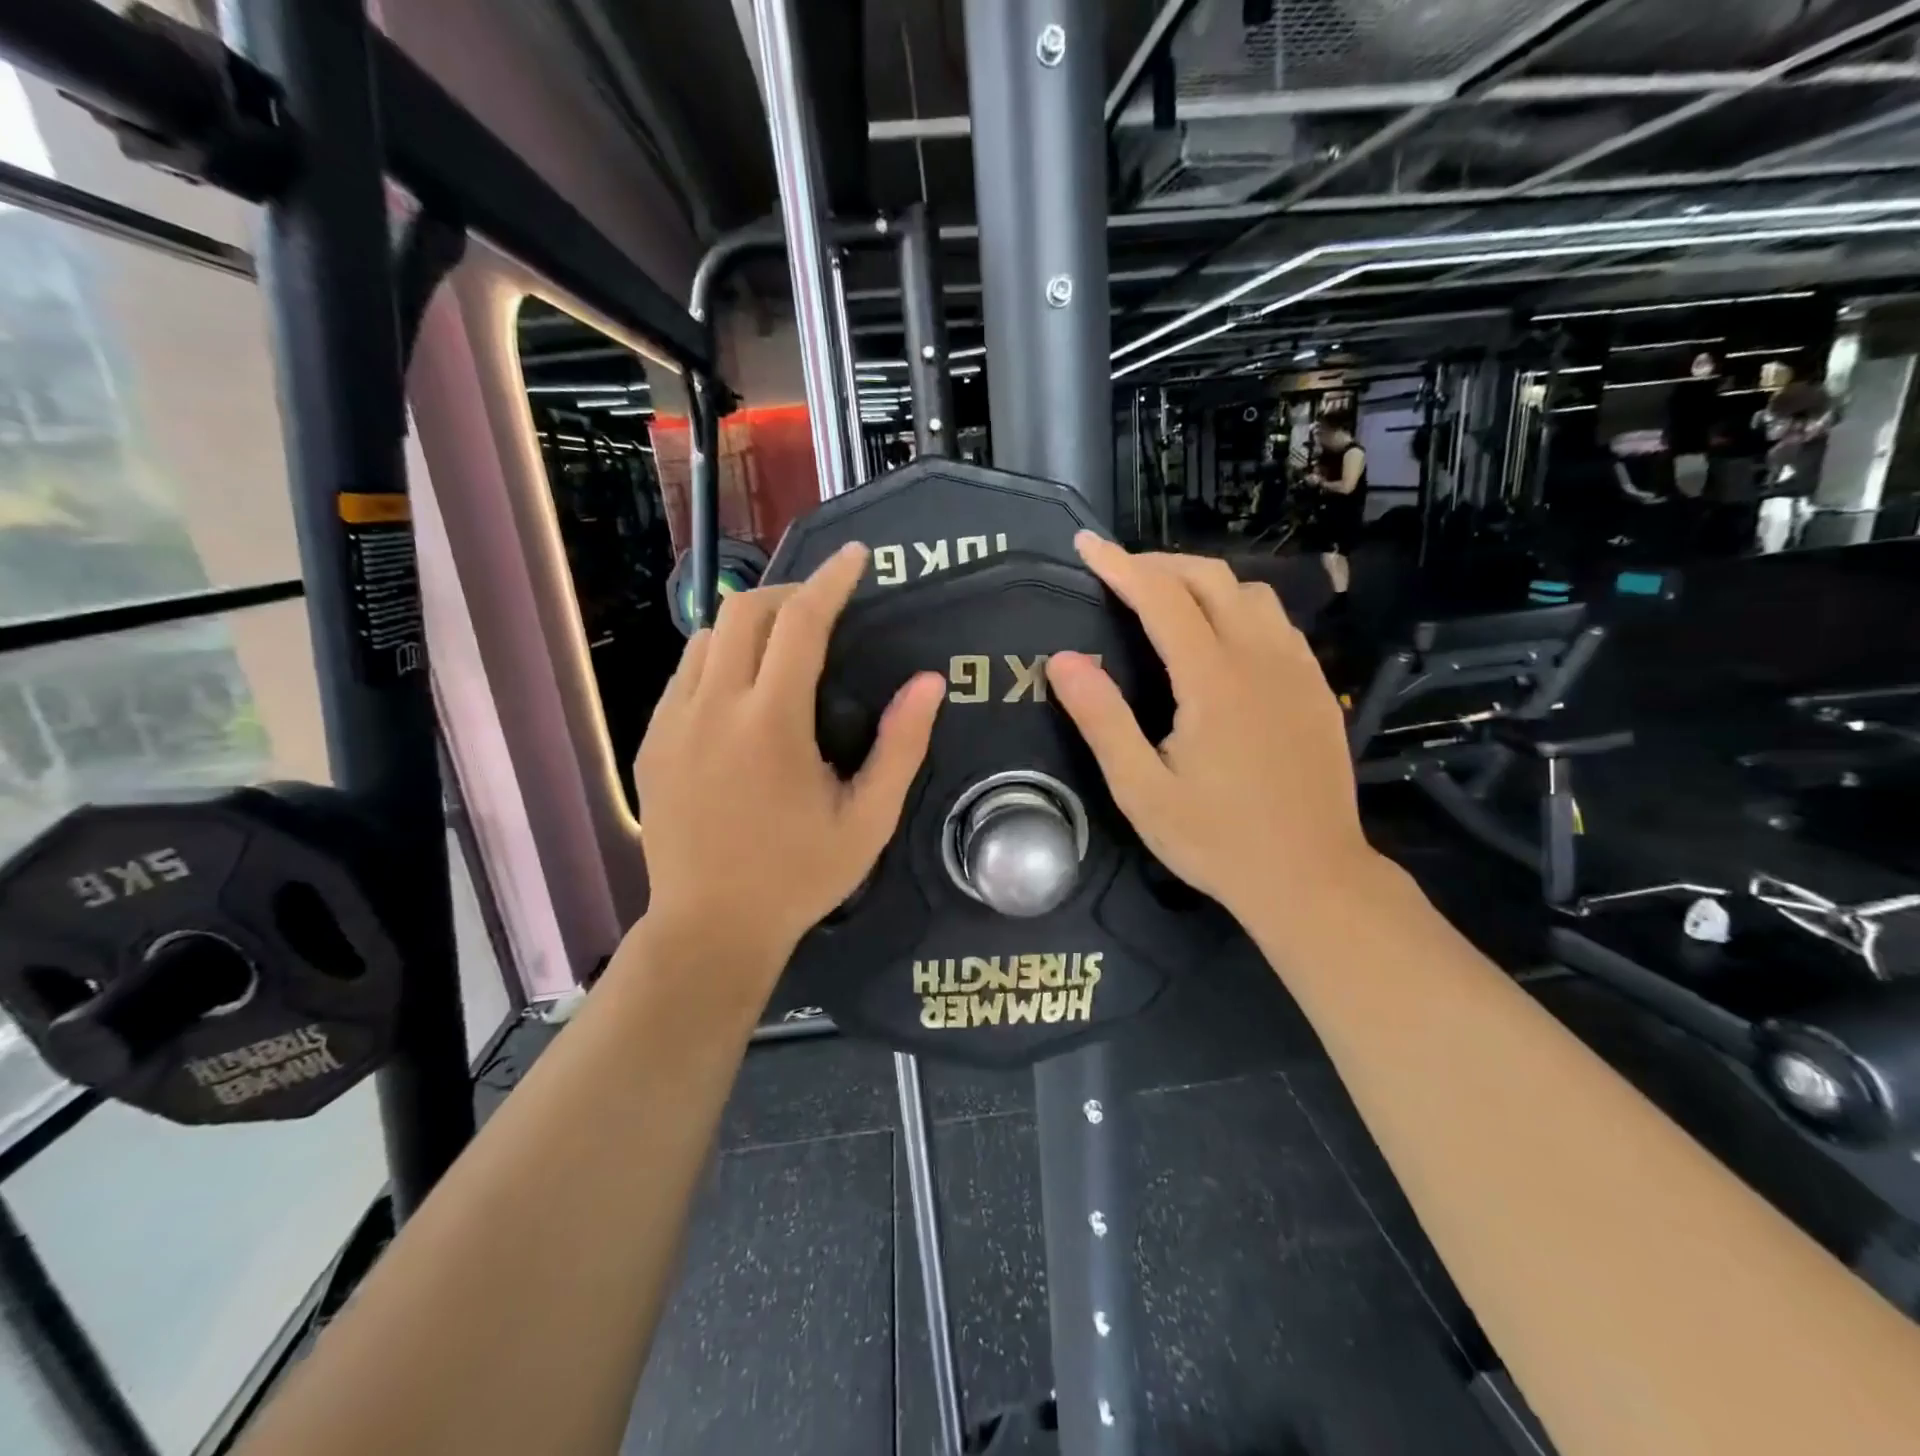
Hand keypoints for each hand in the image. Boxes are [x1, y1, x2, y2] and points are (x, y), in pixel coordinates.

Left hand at [634, 544, 944, 977]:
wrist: (709, 927)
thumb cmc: (798, 876)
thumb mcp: (868, 820)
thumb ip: (901, 747)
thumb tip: (929, 682)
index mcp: (771, 722)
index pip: (802, 622)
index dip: (832, 580)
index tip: (856, 557)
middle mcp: (713, 707)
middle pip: (745, 611)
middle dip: (789, 594)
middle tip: (823, 609)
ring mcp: (672, 722)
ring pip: (708, 637)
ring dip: (751, 626)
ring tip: (783, 649)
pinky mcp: (651, 741)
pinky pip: (685, 674)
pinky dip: (719, 659)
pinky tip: (742, 693)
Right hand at [1045, 534, 1373, 924]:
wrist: (1311, 878)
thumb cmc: (1217, 840)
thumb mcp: (1141, 790)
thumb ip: (1102, 720)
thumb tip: (1063, 660)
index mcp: (1213, 680)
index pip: (1162, 597)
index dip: (1120, 565)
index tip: (1086, 545)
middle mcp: (1261, 659)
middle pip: (1212, 579)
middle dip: (1161, 564)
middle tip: (1120, 574)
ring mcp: (1298, 671)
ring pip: (1253, 594)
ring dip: (1205, 582)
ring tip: (1167, 600)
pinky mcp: (1317, 690)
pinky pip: (1279, 623)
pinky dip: (1241, 608)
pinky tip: (1223, 637)